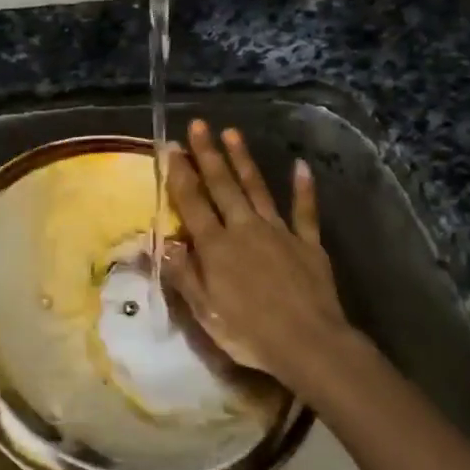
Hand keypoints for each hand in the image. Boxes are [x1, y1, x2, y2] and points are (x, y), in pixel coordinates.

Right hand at [163, 121, 363, 396]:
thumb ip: (183, 274)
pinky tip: (301, 166)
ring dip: (243, 160)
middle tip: (198, 125)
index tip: (171, 147)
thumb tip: (161, 242)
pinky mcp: (308, 243)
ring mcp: (279, 232)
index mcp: (216, 247)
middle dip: (208, 154)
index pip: (192, 203)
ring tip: (232, 133)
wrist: (309, 344)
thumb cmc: (249, 333)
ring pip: (257, 189)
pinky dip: (303, 188)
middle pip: (223, 186)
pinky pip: (304, 211)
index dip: (180, 174)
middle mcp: (244, 229)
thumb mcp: (205, 311)